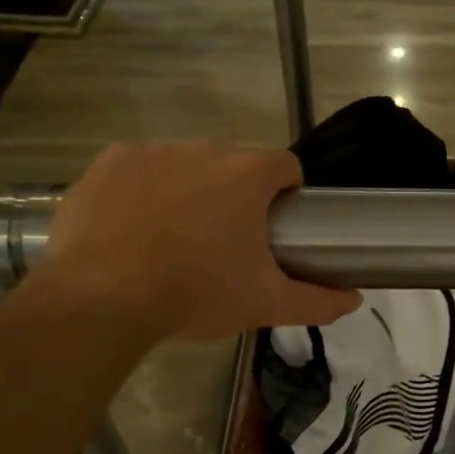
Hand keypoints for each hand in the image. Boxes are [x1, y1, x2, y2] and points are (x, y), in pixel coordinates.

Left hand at [36, 142, 358, 340]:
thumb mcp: (264, 303)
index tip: (274, 229)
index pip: (285, 166)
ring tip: (174, 239)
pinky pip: (139, 168)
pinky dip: (144, 189)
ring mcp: (152, 151)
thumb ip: (317, 301)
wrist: (100, 299)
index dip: (286, 195)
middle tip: (224, 243)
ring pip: (186, 164)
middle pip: (234, 164)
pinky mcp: (109, 162)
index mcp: (248, 175)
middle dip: (236, 195)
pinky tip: (133, 228)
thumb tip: (354, 300)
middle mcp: (204, 149)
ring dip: (190, 190)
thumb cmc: (195, 294)